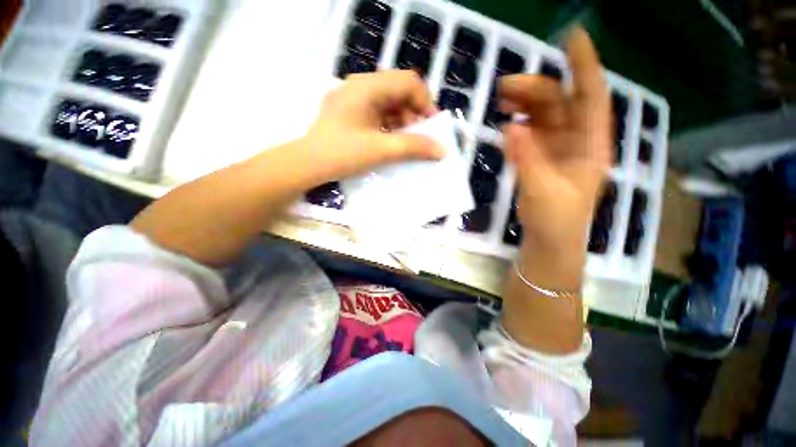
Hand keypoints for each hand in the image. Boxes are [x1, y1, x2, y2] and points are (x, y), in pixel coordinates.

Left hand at [302, 70, 444, 182]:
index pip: (408, 82)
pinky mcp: (351, 113)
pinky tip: (393, 143)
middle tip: (422, 139)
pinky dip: (391, 127)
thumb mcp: (381, 150)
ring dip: (403, 123)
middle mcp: (361, 86)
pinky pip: (378, 114)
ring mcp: (354, 100)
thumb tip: (442, 150)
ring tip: (409, 144)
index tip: (432, 127)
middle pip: (399, 92)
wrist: (308, 165)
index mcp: (368, 86)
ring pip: (389, 104)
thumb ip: (414, 147)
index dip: (425, 103)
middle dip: (415, 115)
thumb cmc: (343, 154)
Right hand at [499, 28, 610, 259]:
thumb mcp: (543, 190)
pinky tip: (505, 124)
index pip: (591, 96)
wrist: (549, 240)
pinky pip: (530, 133)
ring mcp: (557, 148)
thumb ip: (527, 159)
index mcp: (590, 145)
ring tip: (501, 99)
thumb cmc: (556, 219)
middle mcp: (576, 140)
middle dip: (535, 88)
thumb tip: (509, 128)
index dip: (585, 65)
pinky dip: (518, 125)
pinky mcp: (540, 158)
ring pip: (543, 115)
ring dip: (524, 104)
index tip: (572, 37)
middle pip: (560, 102)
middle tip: (504, 87)